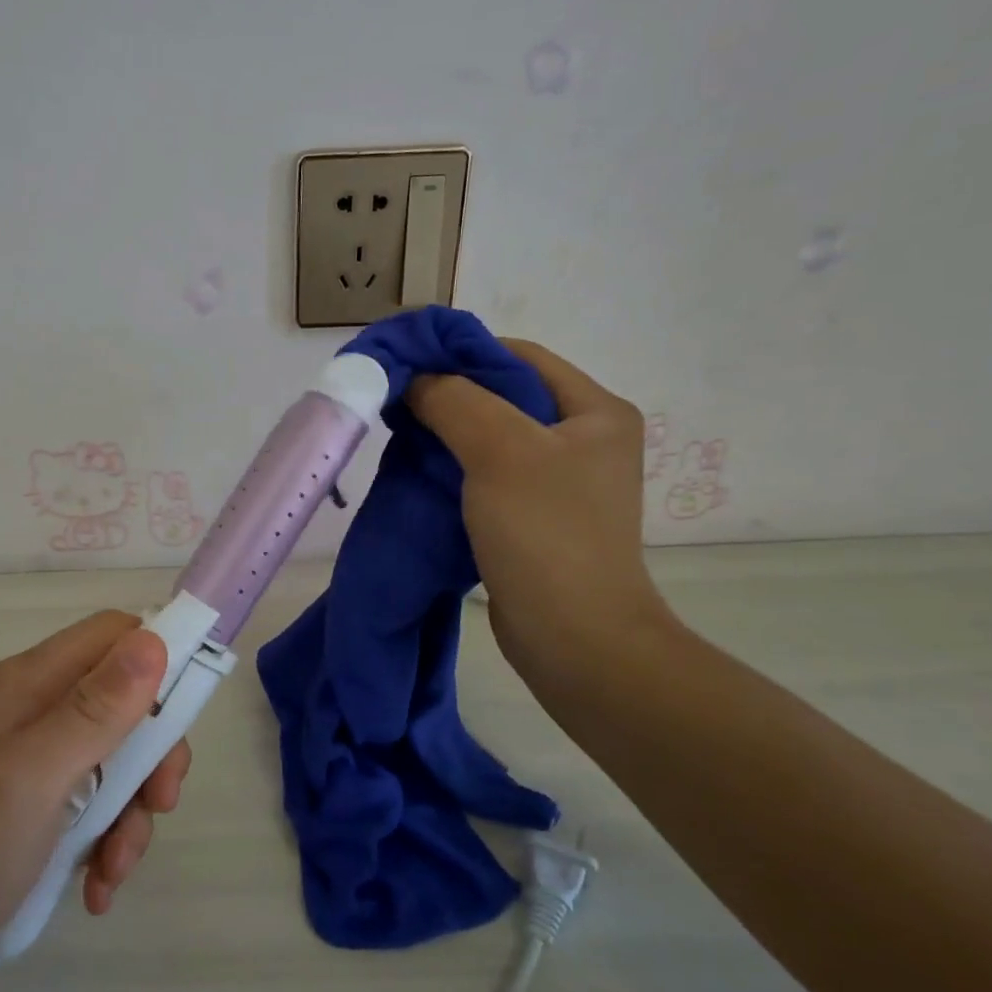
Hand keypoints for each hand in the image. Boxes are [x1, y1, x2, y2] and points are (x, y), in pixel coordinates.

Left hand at [0, 611, 188, 991]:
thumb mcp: (34, 777)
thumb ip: (96, 709)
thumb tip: (154, 641)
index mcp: (34, 683)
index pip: (116, 634)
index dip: (160, 661)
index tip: (185, 719)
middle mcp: (38, 708)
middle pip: (128, 701)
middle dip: (153, 756)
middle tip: (158, 805)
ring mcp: (36, 757)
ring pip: (119, 759)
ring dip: (131, 813)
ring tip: (112, 870)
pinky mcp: (36, 802)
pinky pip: (95, 804)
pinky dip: (106, 842)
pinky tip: (95, 887)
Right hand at [407, 338, 677, 676]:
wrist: (574, 638)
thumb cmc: (545, 534)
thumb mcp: (500, 451)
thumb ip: (454, 400)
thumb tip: (414, 378)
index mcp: (596, 411)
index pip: (518, 356)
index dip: (460, 353)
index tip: (405, 365)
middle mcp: (583, 439)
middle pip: (504, 396)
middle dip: (447, 395)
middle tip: (396, 403)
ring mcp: (560, 482)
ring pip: (491, 437)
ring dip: (445, 434)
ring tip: (400, 436)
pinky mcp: (535, 518)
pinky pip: (487, 476)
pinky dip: (453, 469)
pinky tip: (419, 474)